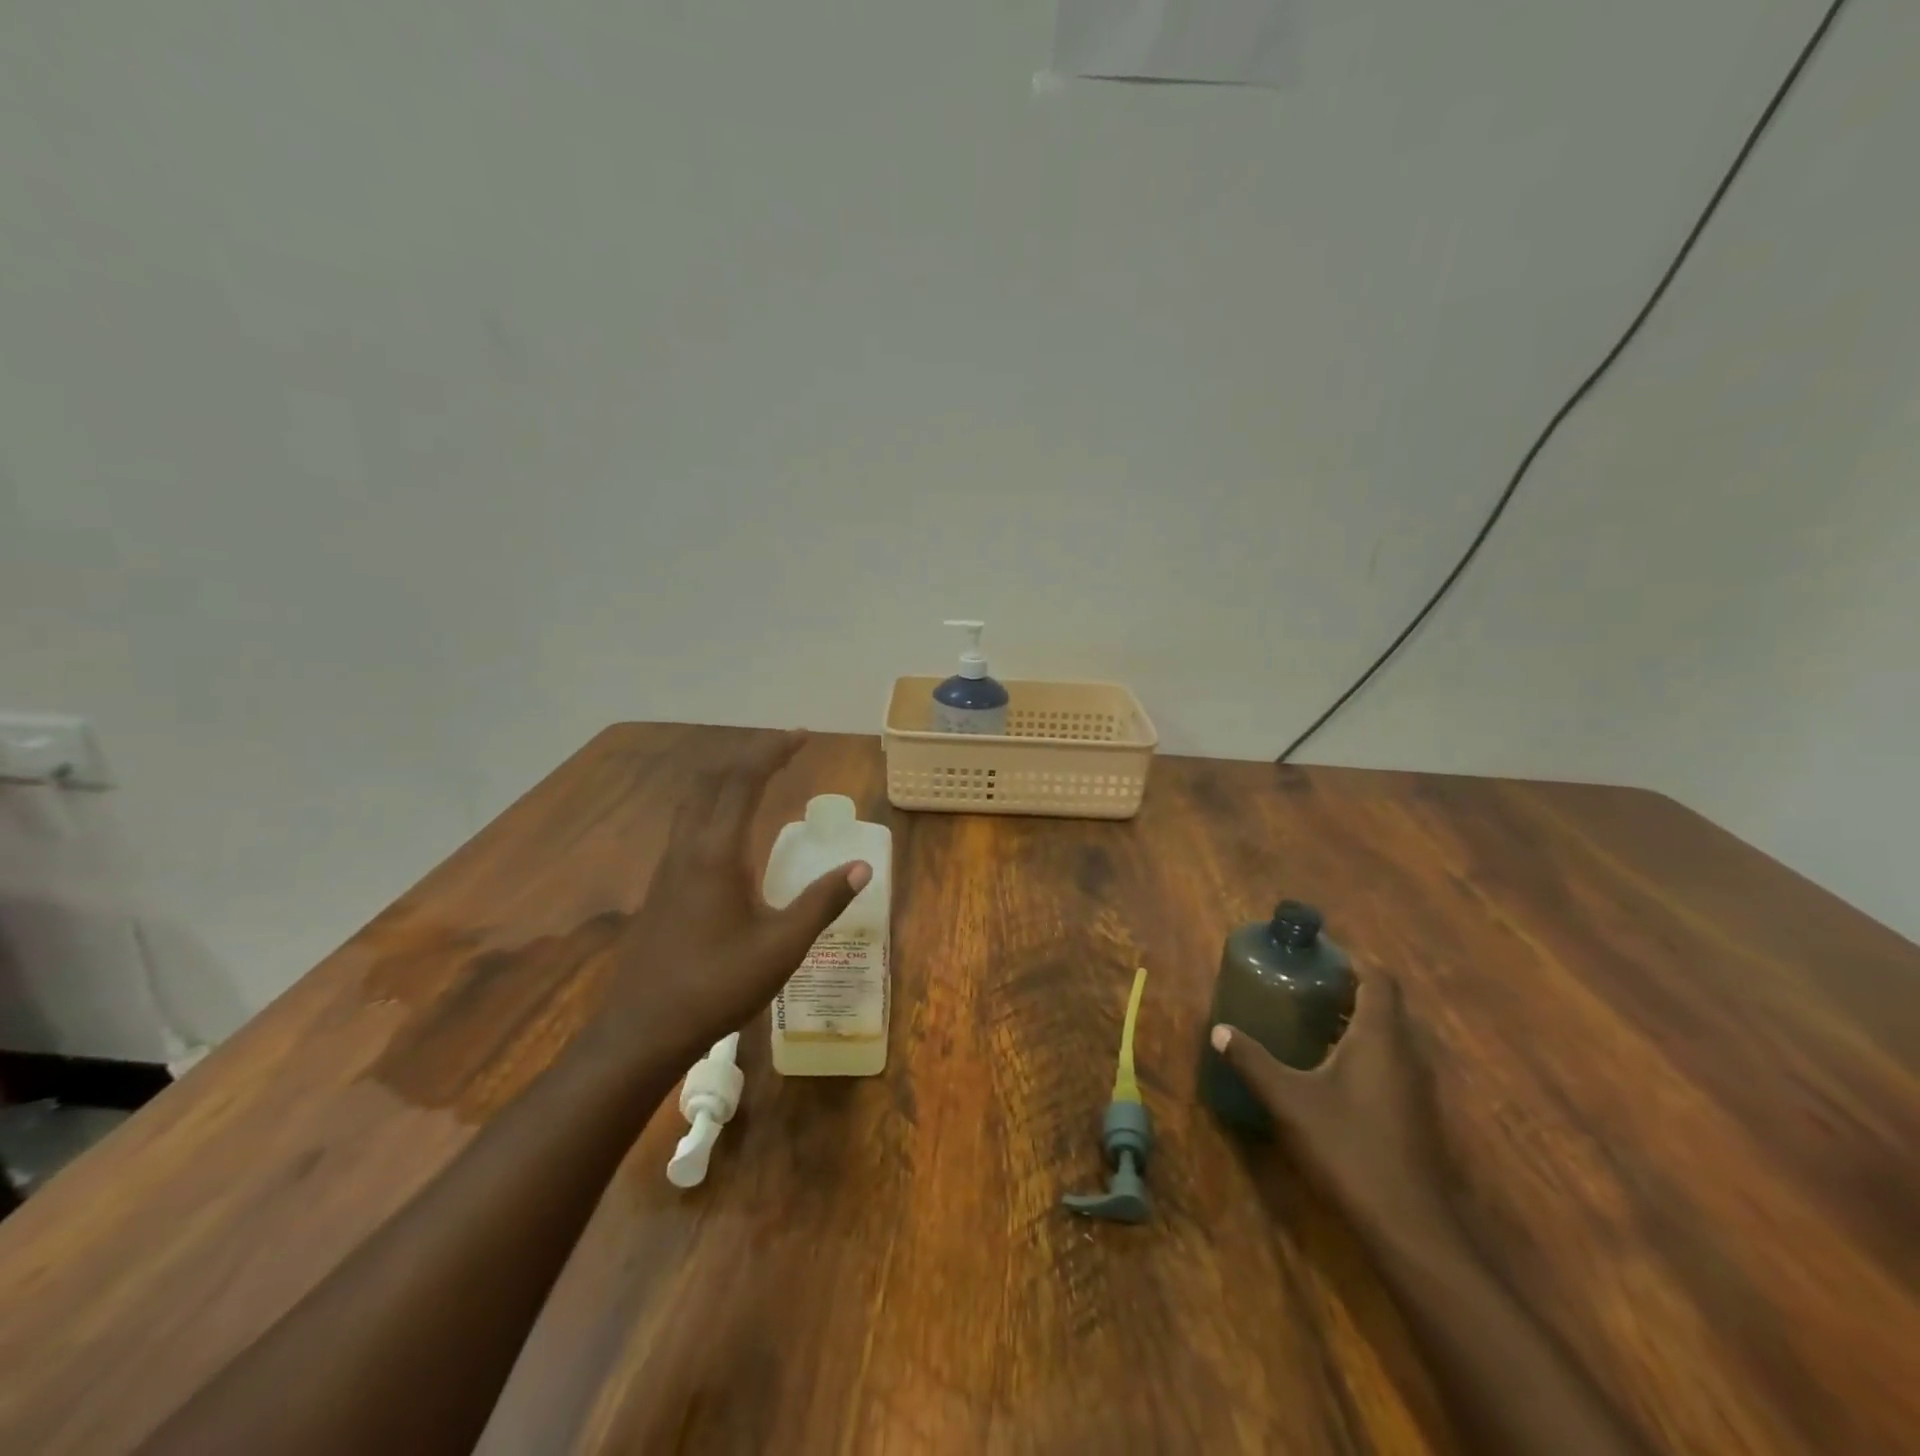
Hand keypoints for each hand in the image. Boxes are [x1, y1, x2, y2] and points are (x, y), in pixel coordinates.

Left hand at [601, 731, 870, 1059]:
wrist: (643, 1030)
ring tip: (761, 775)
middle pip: (712, 780)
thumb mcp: (782, 947)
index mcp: (715, 853)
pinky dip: (714, 803)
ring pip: (694, 800)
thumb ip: (822, 903)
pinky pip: (688, 822)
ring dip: (727, 777)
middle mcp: (687, 848)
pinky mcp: (662, 885)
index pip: (743, 782)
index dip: (772, 752)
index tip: (802, 736)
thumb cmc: (716, 986)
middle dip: (749, 755)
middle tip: (785, 749)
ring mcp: (669, 866)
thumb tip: (861, 867)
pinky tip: (732, 828)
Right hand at [1213, 974, 1454, 1238]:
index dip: (1351, 961)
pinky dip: (1364, 1051)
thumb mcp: (1288, 1100)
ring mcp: (1417, 1086)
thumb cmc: (1347, 1147)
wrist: (1409, 1225)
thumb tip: (1219, 1030)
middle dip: (1346, 990)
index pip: (1377, 978)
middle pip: (1384, 1005)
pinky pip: (1391, 1062)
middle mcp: (1406, 1053)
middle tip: (1303, 986)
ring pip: (1389, 1036)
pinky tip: (1330, 1071)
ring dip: (1355, 1022)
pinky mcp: (1416, 1114)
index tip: (1316, 956)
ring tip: (1310, 1022)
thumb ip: (1252, 1061)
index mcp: (1379, 1037)